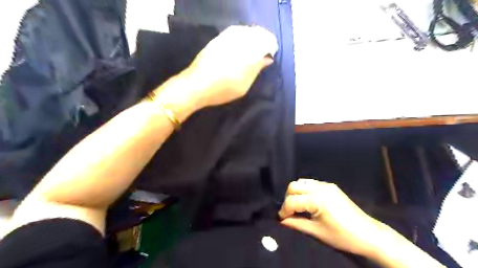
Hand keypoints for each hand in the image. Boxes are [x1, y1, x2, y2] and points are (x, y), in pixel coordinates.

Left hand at [184, 25, 280, 107]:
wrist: (197, 84)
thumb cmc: (224, 89)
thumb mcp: (245, 85)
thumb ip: (257, 69)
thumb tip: (267, 59)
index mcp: (249, 52)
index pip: (268, 41)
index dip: (271, 47)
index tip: (270, 56)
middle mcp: (240, 40)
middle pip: (258, 33)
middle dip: (263, 41)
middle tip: (263, 54)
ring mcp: (228, 37)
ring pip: (247, 30)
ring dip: (253, 38)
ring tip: (252, 50)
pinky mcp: (218, 38)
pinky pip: (235, 31)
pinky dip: (242, 36)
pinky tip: (240, 46)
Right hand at [281, 179, 382, 255]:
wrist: (368, 234)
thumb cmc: (342, 236)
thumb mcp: (316, 232)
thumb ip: (296, 224)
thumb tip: (281, 220)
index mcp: (317, 200)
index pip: (291, 201)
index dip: (284, 210)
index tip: (282, 219)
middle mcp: (320, 187)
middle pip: (293, 186)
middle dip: (288, 198)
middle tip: (290, 212)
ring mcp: (326, 185)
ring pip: (301, 182)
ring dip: (296, 193)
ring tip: (299, 206)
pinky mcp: (331, 186)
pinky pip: (311, 183)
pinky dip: (304, 190)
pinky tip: (308, 202)